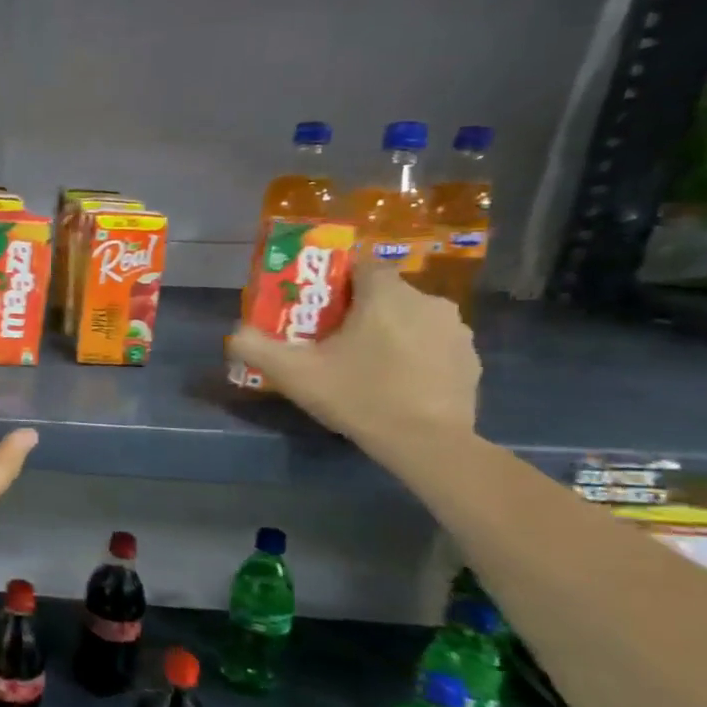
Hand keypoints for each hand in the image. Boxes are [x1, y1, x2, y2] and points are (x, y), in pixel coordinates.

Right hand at [226, 263, 479, 453]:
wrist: (428, 442)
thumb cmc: (358, 395)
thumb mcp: (292, 373)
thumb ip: (256, 347)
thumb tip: (235, 333)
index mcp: (385, 295)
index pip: (361, 265)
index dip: (336, 280)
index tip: (317, 305)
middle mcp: (428, 301)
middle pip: (385, 293)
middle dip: (359, 310)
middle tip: (331, 340)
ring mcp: (455, 330)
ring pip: (411, 318)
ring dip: (389, 331)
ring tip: (363, 363)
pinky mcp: (471, 359)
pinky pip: (432, 344)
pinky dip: (414, 355)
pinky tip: (395, 382)